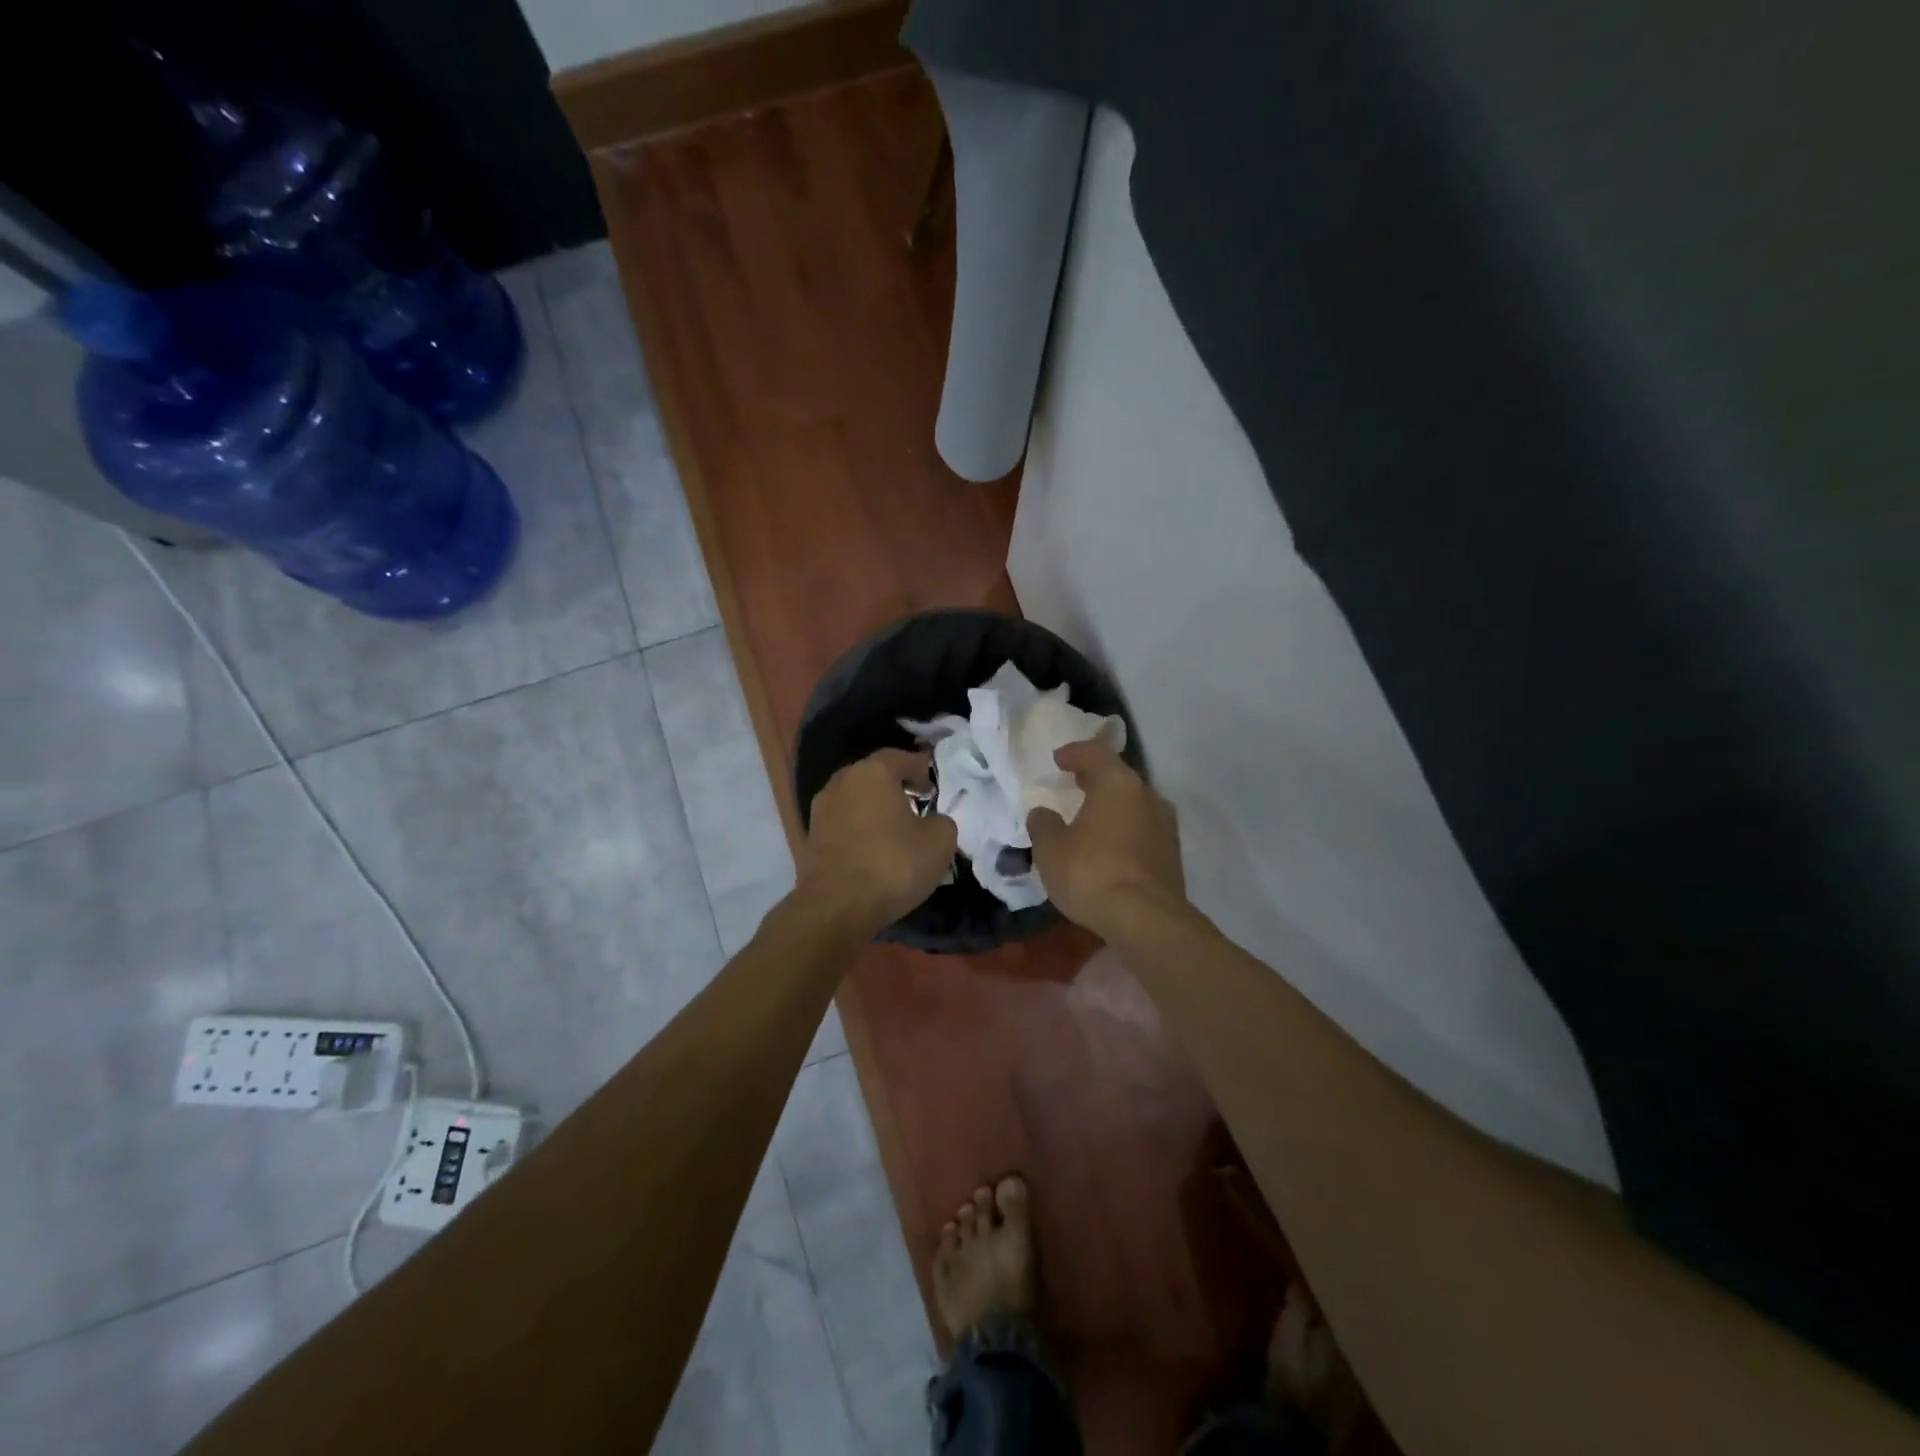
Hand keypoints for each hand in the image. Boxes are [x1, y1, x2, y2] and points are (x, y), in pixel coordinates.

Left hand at [799, 748, 957, 938]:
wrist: (836, 908)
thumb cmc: (892, 865)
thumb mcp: (939, 842)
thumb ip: (942, 821)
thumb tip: (933, 821)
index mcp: (872, 772)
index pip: (900, 758)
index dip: (920, 768)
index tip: (933, 784)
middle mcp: (842, 782)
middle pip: (873, 775)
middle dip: (895, 786)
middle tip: (917, 802)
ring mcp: (821, 810)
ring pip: (855, 799)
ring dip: (875, 808)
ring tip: (896, 828)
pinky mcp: (811, 838)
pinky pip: (843, 823)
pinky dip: (859, 829)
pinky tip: (874, 847)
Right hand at [1027, 740, 1185, 936]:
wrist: (1146, 921)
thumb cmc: (1091, 873)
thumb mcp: (1051, 848)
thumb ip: (1043, 824)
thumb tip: (1043, 813)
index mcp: (1118, 784)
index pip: (1095, 753)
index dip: (1074, 753)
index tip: (1058, 759)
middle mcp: (1148, 797)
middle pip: (1119, 778)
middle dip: (1095, 778)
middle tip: (1074, 782)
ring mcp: (1166, 827)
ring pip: (1134, 805)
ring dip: (1112, 807)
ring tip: (1090, 817)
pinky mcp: (1172, 856)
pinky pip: (1142, 831)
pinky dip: (1123, 831)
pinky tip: (1108, 847)